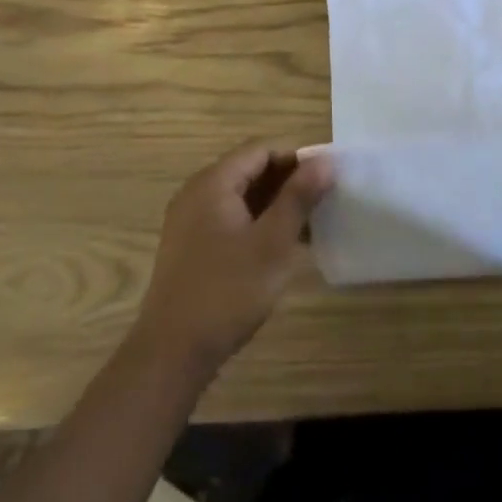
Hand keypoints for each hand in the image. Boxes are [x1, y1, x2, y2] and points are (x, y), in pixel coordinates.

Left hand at [136, 143, 332, 371]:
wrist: (173, 353)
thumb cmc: (227, 292)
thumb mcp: (272, 243)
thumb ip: (299, 197)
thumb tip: (325, 161)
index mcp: (213, 183)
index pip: (262, 149)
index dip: (298, 156)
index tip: (329, 176)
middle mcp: (197, 193)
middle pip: (251, 169)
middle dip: (290, 180)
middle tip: (325, 199)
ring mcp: (191, 221)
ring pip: (243, 196)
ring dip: (277, 203)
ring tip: (312, 222)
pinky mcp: (193, 246)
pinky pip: (232, 217)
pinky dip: (260, 222)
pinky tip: (285, 244)